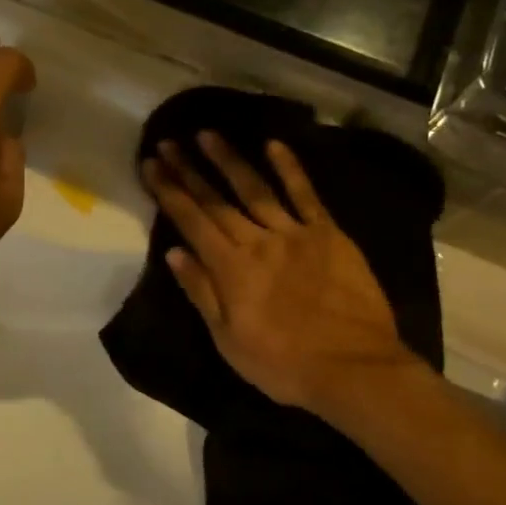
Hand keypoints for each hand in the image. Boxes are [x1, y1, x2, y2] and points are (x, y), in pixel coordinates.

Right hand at [141, 132, 419, 426]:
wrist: (354, 370)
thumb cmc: (283, 363)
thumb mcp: (227, 339)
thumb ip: (201, 291)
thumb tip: (174, 252)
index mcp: (230, 268)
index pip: (191, 221)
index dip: (168, 190)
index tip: (151, 164)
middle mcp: (257, 241)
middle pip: (216, 200)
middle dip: (189, 170)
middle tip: (169, 142)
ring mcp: (294, 234)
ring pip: (255, 189)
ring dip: (229, 160)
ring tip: (208, 134)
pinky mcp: (328, 234)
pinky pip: (306, 195)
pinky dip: (290, 169)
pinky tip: (274, 145)